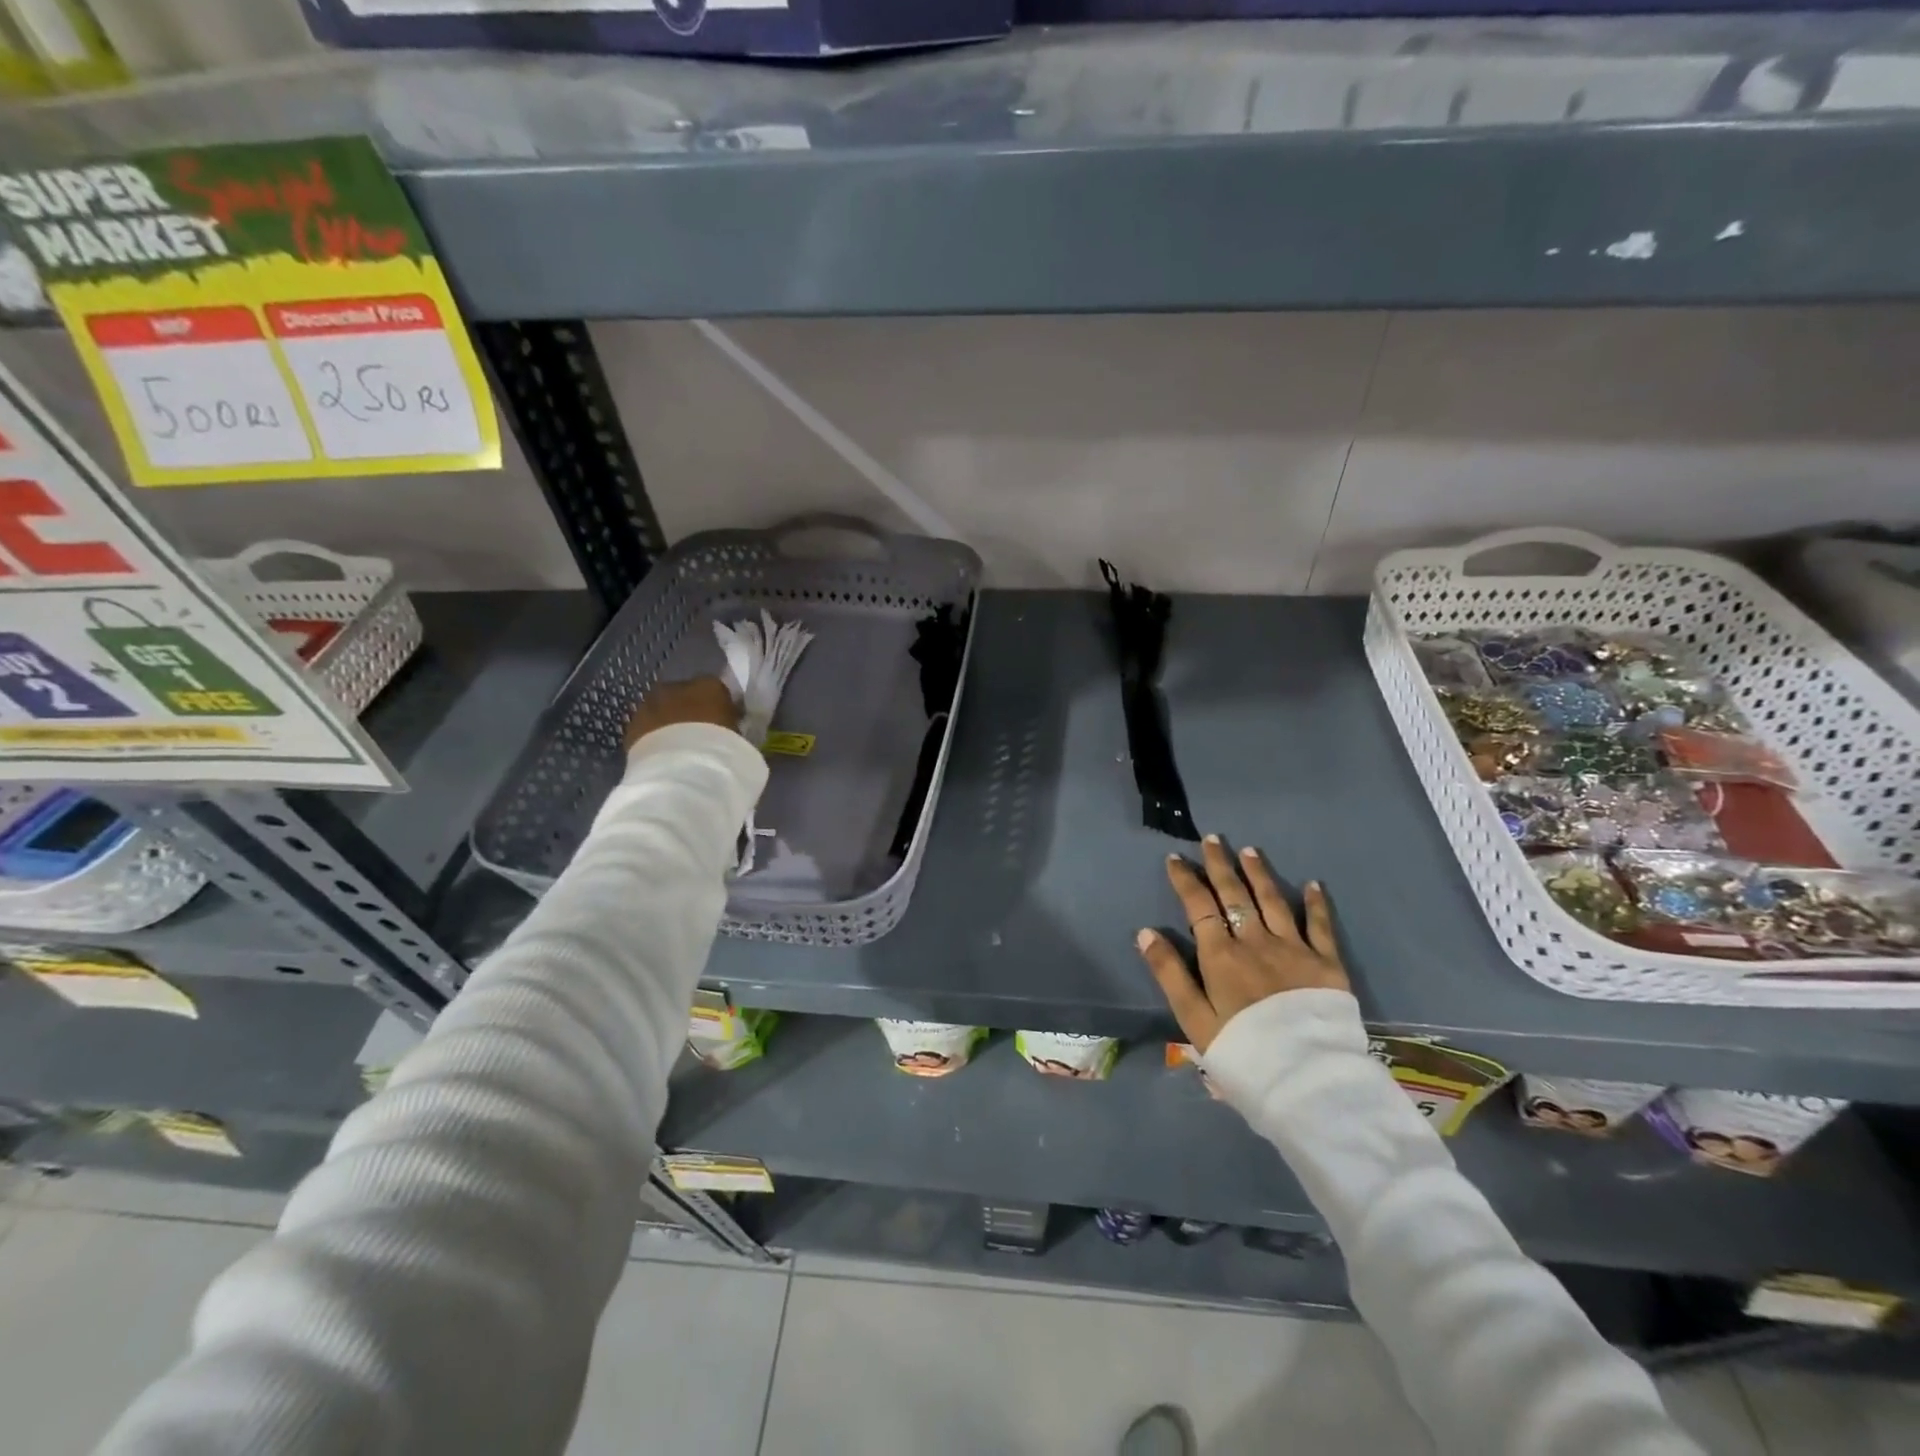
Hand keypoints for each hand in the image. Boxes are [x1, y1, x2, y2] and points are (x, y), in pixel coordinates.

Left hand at [623, 676, 739, 750]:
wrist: (681, 768)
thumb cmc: (722, 749)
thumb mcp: (738, 735)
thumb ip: (732, 725)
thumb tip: (730, 728)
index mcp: (710, 685)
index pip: (716, 690)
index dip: (719, 707)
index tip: (724, 723)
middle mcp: (677, 686)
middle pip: (684, 695)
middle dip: (690, 711)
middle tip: (700, 734)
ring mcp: (650, 704)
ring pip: (661, 709)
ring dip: (668, 722)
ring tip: (679, 748)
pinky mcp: (631, 726)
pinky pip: (646, 728)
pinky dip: (653, 737)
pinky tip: (662, 756)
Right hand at [1136, 835, 1349, 1052]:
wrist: (1306, 1081)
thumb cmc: (1242, 1052)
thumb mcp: (1193, 1019)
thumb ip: (1169, 973)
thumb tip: (1145, 932)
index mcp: (1220, 956)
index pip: (1198, 906)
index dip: (1186, 880)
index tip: (1176, 858)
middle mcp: (1255, 942)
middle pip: (1235, 895)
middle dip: (1220, 865)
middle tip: (1213, 839)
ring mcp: (1294, 949)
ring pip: (1273, 901)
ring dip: (1259, 874)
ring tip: (1249, 851)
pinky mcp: (1327, 964)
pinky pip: (1320, 926)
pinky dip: (1316, 903)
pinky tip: (1313, 884)